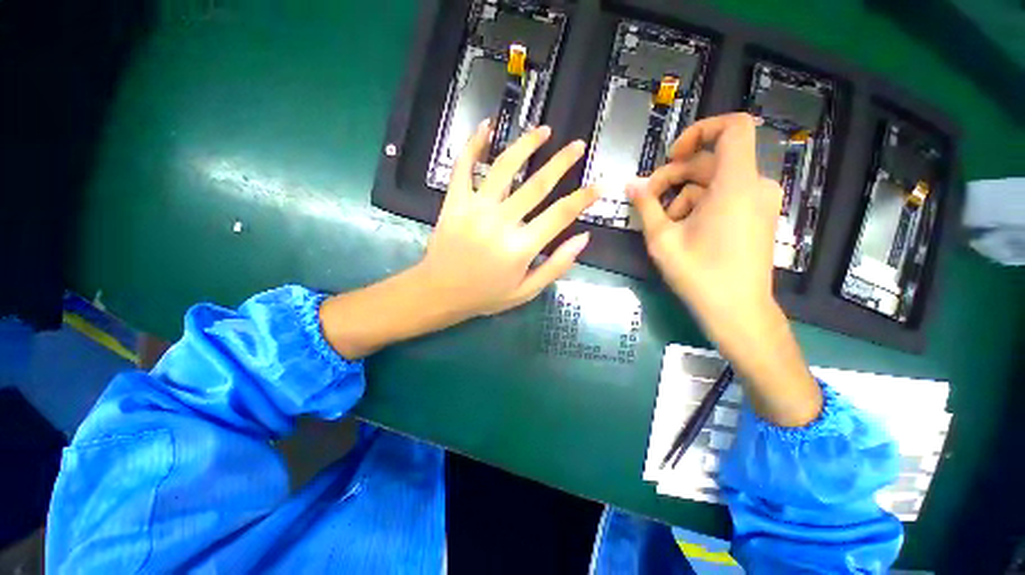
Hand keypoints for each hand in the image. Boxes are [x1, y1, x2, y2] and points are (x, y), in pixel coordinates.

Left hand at [418, 121, 597, 318]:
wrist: (440, 293)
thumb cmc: (485, 295)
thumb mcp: (526, 291)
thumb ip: (556, 266)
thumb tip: (583, 238)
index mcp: (521, 247)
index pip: (560, 214)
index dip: (583, 198)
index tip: (599, 185)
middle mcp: (500, 222)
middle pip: (537, 184)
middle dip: (562, 162)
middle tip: (577, 145)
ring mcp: (475, 208)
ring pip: (504, 167)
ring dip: (526, 144)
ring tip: (543, 130)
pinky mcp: (454, 201)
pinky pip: (463, 167)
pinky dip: (474, 144)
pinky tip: (486, 126)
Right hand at [629, 113, 820, 426]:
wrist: (738, 313)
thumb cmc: (699, 276)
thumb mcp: (662, 239)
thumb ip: (646, 206)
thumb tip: (630, 185)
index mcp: (736, 185)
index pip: (733, 127)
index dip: (700, 130)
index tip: (671, 155)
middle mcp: (754, 186)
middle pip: (710, 161)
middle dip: (674, 176)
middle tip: (647, 200)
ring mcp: (758, 203)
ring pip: (713, 183)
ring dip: (683, 196)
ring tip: (663, 225)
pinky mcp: (756, 217)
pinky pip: (724, 198)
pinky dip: (699, 206)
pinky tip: (682, 231)